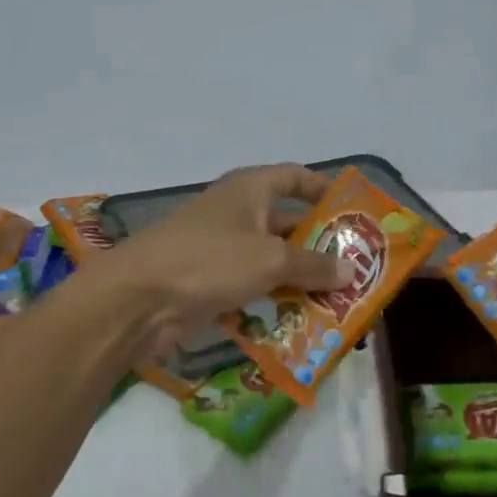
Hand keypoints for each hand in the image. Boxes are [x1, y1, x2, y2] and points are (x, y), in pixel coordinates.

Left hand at [105, 165, 352, 353]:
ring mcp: (221, 250)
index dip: (322, 188)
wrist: (139, 299)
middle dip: (319, 244)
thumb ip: (313, 265)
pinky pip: (253, 287)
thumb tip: (350, 271)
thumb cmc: (210, 260)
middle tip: (357, 266)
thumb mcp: (270, 259)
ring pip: (271, 260)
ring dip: (300, 278)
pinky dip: (274, 300)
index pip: (293, 176)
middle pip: (287, 223)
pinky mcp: (210, 283)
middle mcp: (236, 213)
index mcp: (249, 190)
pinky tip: (302, 320)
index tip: (352, 208)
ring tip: (340, 298)